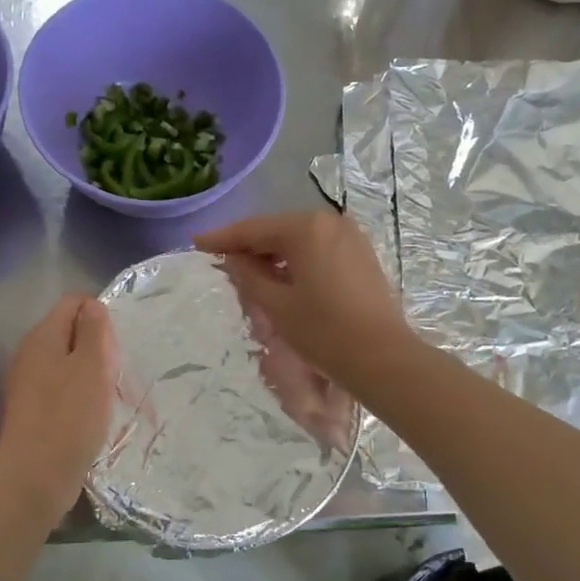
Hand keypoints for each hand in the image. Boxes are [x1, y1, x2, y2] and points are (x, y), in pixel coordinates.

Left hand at [0, 294, 118, 517]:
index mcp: (42, 336)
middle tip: (115, 372)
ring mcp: (29, 383)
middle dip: (98, 346)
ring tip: (109, 395)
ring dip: (92, 373)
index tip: (116, 344)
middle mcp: (31, 354)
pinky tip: (93, 415)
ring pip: (69, 362)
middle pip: (71, 332)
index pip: (73, 302)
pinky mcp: (34, 410)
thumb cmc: (70, 415)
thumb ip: (94, 330)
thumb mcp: (92, 365)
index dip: (99, 314)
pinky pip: (63, 388)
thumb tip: (92, 306)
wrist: (36, 476)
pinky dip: (81, 395)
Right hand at [196, 210, 410, 386]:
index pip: (254, 229)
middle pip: (278, 230)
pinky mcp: (362, 255)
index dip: (223, 238)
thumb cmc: (324, 332)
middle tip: (221, 262)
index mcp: (306, 228)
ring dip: (274, 254)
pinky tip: (284, 278)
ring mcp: (351, 237)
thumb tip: (234, 258)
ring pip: (300, 240)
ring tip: (250, 274)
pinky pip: (319, 249)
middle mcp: (330, 222)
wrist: (382, 358)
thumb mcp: (277, 305)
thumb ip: (248, 275)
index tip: (197, 242)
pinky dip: (298, 260)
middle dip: (250, 246)